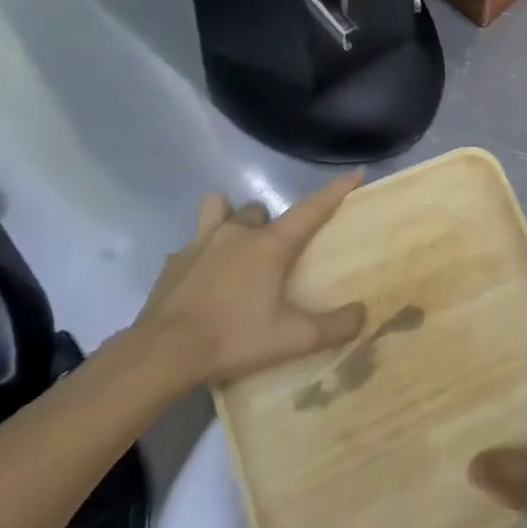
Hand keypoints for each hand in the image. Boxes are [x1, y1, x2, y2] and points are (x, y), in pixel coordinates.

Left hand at [129, 173, 367, 387]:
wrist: (163, 353)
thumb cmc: (233, 338)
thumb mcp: (292, 339)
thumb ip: (333, 327)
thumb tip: (362, 314)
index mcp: (269, 245)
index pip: (311, 208)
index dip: (336, 190)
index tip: (355, 174)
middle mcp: (237, 233)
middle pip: (261, 210)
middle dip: (271, 224)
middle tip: (275, 255)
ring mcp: (201, 241)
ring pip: (221, 208)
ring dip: (231, 219)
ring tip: (236, 246)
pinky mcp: (174, 260)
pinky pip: (194, 242)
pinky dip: (203, 252)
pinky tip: (204, 278)